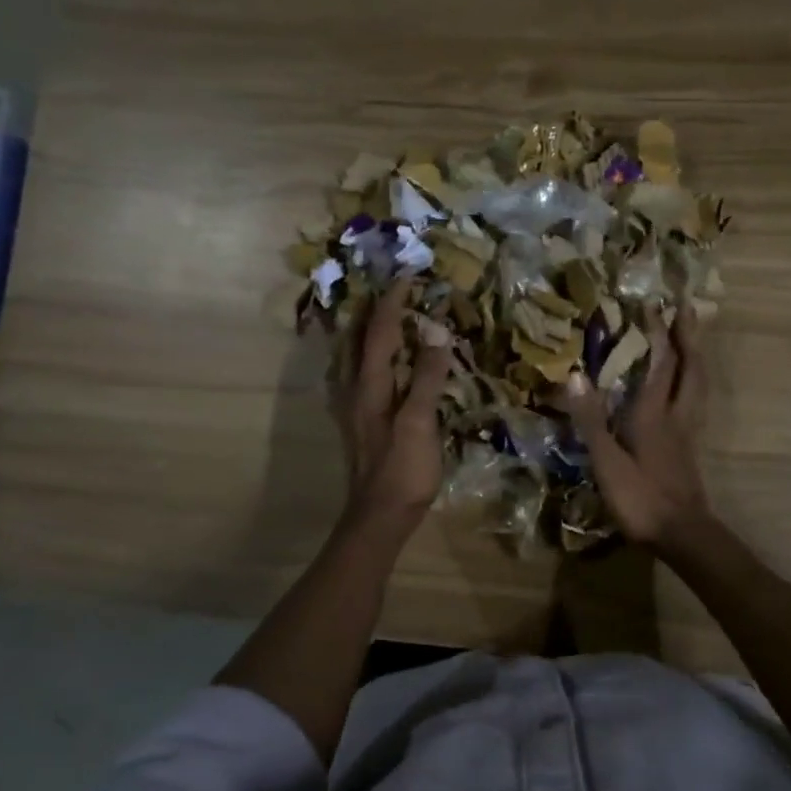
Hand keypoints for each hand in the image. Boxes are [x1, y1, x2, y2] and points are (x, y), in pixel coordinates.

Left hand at [334, 281, 453, 533]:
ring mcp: (356, 406)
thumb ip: (427, 376)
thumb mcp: (420, 422)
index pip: (381, 330)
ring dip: (374, 331)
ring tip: (391, 315)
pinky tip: (386, 362)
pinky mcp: (363, 421)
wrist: (380, 516)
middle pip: (362, 338)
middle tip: (398, 289)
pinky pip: (366, 374)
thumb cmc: (403, 470)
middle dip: (379, 309)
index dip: (394, 301)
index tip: (410, 274)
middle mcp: (356, 388)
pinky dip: (376, 356)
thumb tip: (435, 331)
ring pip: (359, 356)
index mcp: (370, 384)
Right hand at [564, 304, 710, 554]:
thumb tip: (575, 375)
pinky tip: (684, 389)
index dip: (659, 333)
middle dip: (689, 336)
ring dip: (696, 357)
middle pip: (691, 368)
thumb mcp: (606, 461)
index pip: (661, 363)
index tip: (654, 305)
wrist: (682, 534)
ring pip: (698, 385)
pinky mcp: (689, 449)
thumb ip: (591, 419)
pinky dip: (692, 383)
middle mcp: (676, 416)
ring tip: (691, 340)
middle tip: (688, 309)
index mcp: (654, 414)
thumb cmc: (641, 498)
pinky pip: (694, 402)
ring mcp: (686, 433)